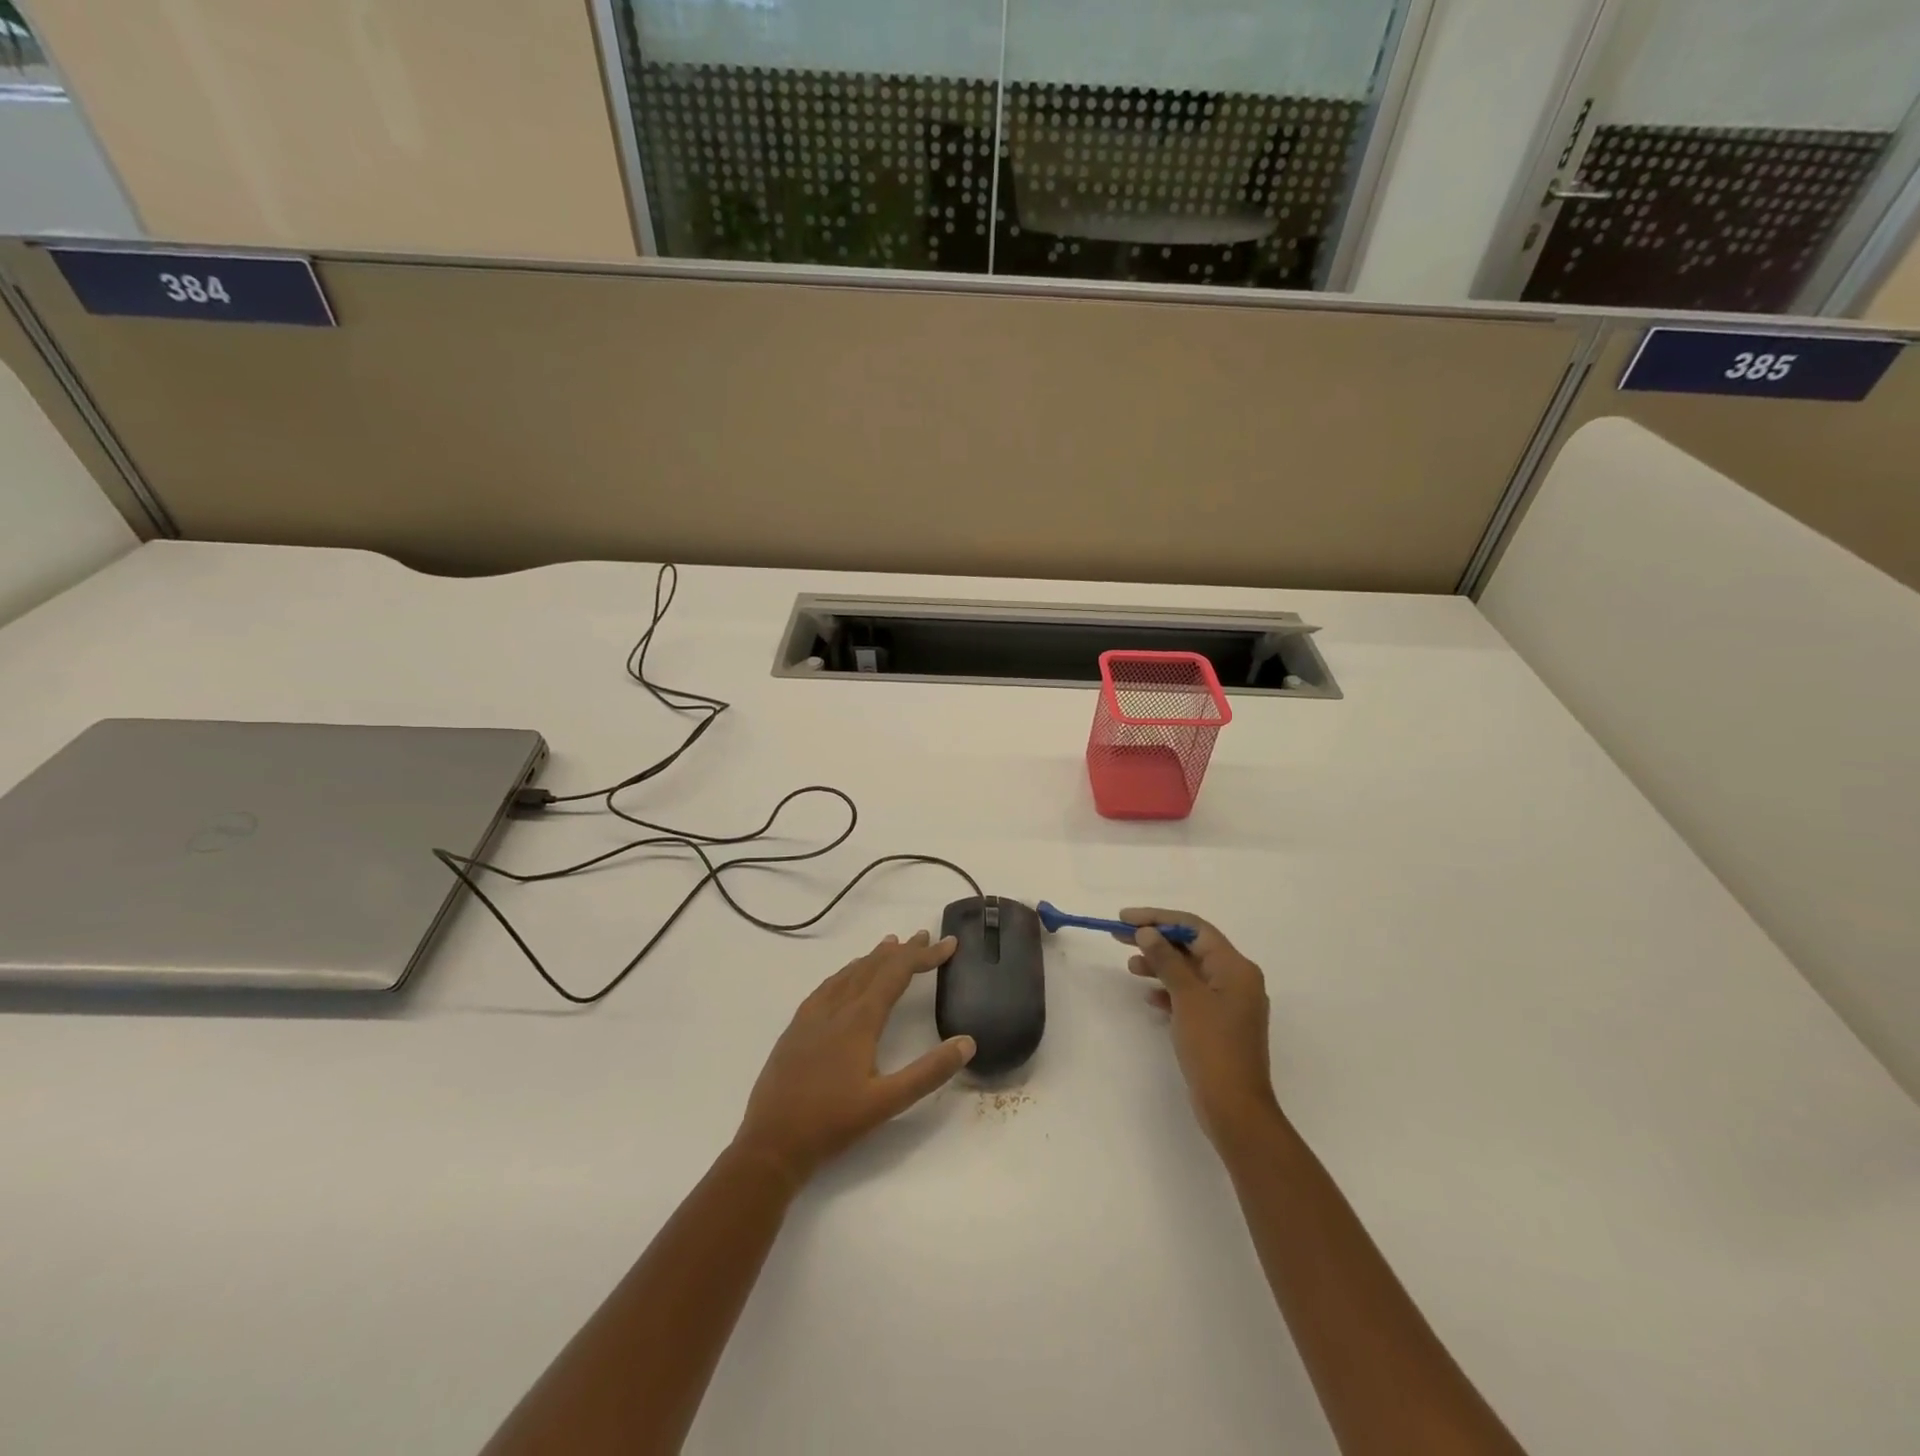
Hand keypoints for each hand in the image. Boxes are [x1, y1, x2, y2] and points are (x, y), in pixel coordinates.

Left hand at [733, 930, 975, 1185]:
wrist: (770, 1144)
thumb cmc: (832, 1124)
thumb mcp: (887, 1102)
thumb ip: (928, 1072)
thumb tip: (966, 1042)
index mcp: (859, 1020)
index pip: (897, 974)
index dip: (924, 956)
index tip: (949, 943)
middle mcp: (835, 1008)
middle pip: (873, 967)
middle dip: (902, 951)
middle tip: (925, 936)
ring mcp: (811, 1016)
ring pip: (848, 974)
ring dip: (873, 958)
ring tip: (890, 946)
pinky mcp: (796, 1028)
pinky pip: (826, 987)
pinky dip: (846, 973)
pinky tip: (845, 979)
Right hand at [1120, 909, 1278, 1145]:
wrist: (1234, 1108)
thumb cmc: (1213, 1047)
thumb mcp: (1186, 998)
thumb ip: (1166, 961)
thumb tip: (1147, 932)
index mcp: (1236, 967)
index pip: (1194, 928)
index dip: (1158, 919)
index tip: (1125, 919)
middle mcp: (1236, 979)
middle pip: (1191, 947)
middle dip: (1156, 940)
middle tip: (1119, 935)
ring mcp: (1229, 1003)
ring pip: (1189, 971)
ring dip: (1160, 964)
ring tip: (1130, 966)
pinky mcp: (1218, 1024)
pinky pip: (1191, 994)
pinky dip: (1169, 990)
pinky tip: (1149, 996)